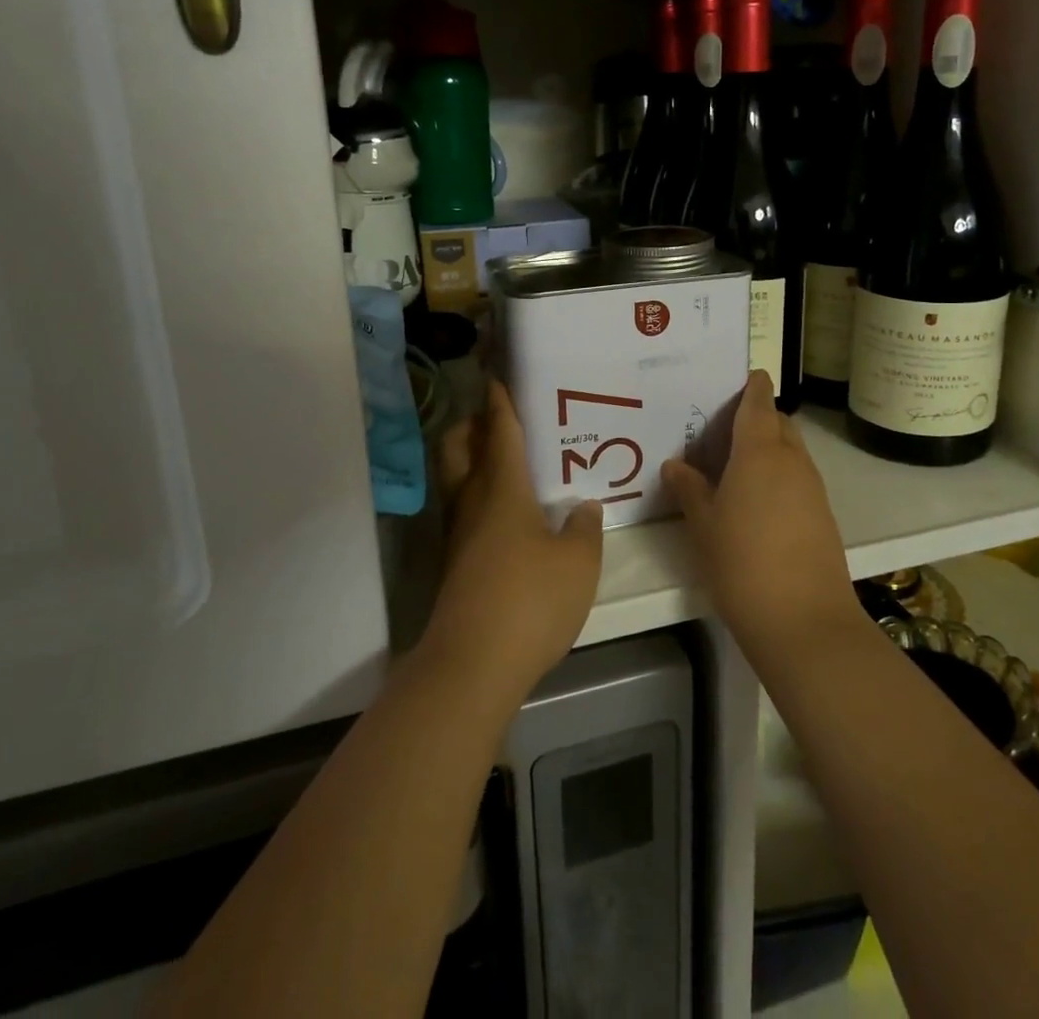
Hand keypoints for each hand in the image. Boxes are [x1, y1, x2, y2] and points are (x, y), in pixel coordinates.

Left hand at [422, 382, 603, 699]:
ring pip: (456, 479)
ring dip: (473, 460)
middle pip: (458, 446)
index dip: (500, 400)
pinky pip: (463, 511)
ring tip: (509, 464)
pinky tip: (509, 516)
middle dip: (472, 425)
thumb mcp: (578, 562)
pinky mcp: (454, 564)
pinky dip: (479, 496)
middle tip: (499, 419)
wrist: (473, 664)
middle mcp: (471, 502)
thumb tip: (582, 506)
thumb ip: (584, 527)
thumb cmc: (530, 600)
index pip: (500, 430)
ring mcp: (456, 535)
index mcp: (502, 488)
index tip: (497, 375)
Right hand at [662, 371, 860, 665]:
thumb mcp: (704, 525)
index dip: (750, 385)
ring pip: (790, 451)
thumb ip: (689, 489)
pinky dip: (778, 476)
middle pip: (778, 422)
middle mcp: (791, 460)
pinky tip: (753, 501)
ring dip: (766, 448)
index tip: (734, 378)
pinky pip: (798, 478)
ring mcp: (812, 488)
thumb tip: (676, 465)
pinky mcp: (823, 515)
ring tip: (731, 466)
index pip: (759, 401)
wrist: (804, 622)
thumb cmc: (742, 563)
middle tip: (719, 431)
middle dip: (755, 417)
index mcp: (760, 451)